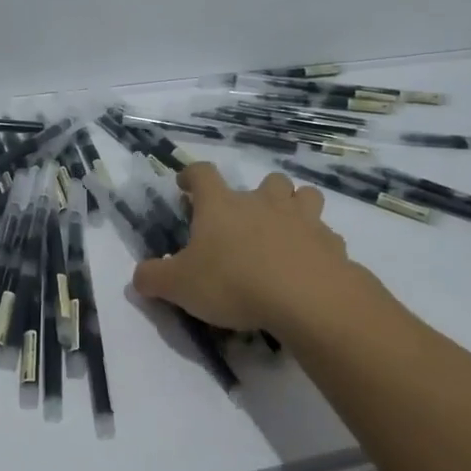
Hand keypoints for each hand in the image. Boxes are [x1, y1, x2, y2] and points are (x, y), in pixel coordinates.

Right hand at [131, 165, 355, 331]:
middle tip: (248, 218)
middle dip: (258, 193)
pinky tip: (309, 265)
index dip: (192, 175)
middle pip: (266, 180)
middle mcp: (262, 202)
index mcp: (221, 206)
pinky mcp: (330, 243)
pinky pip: (325, 235)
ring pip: (304, 196)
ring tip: (286, 230)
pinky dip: (317, 244)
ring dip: (296, 206)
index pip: (203, 174)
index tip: (186, 184)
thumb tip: (139, 275)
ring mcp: (301, 219)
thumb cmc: (233, 282)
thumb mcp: (180, 286)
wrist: (305, 297)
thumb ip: (154, 278)